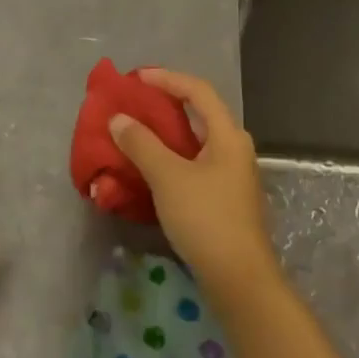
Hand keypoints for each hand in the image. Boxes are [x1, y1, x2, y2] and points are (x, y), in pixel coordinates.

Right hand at [110, 68, 277, 297]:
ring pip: (196, 141)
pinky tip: (151, 168)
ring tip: (137, 132)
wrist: (240, 280)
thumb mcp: (168, 177)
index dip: (167, 78)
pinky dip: (172, 157)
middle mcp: (235, 148)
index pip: (198, 90)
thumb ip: (142, 144)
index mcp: (228, 134)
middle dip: (165, 104)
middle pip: (199, 113)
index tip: (136, 78)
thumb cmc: (206, 218)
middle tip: (135, 103)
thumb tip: (118, 119)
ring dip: (166, 133)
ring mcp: (232, 175)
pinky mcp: (225, 198)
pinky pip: (195, 164)